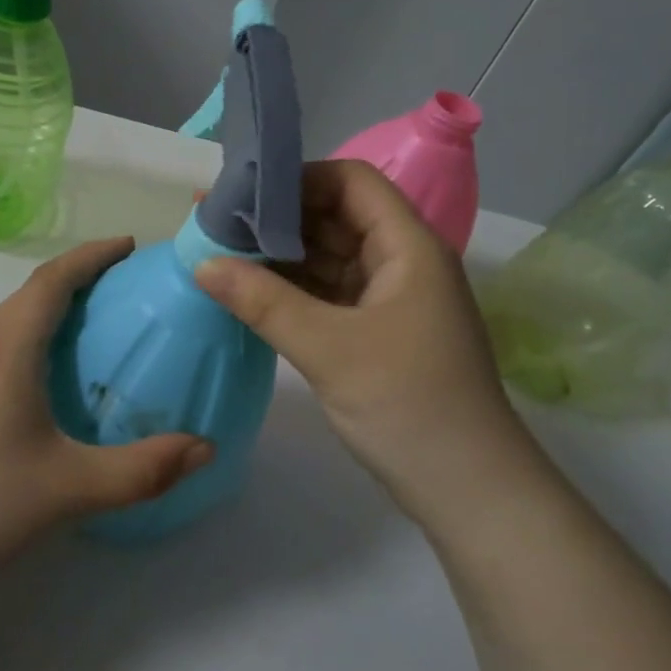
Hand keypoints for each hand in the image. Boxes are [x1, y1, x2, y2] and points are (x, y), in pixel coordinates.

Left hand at [0, 239, 212, 602]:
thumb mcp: (74, 488)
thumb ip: (146, 468)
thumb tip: (207, 448)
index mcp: (7, 351)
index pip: (52, 280)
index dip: (92, 256)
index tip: (131, 246)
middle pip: (33, 290)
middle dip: (80, 273)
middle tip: (128, 280)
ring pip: (16, 313)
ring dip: (57, 300)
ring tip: (101, 313)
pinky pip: (5, 337)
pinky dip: (39, 327)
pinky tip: (59, 364)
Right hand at [196, 160, 539, 518]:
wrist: (469, 491)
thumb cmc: (409, 405)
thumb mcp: (329, 349)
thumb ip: (263, 302)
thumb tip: (201, 263)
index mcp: (407, 246)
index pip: (351, 182)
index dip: (298, 179)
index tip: (243, 196)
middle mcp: (401, 262)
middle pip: (336, 217)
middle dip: (278, 219)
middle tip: (215, 224)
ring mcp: (390, 300)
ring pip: (329, 258)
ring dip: (280, 257)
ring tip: (220, 254)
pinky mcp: (377, 333)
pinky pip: (328, 294)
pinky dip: (292, 291)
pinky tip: (248, 293)